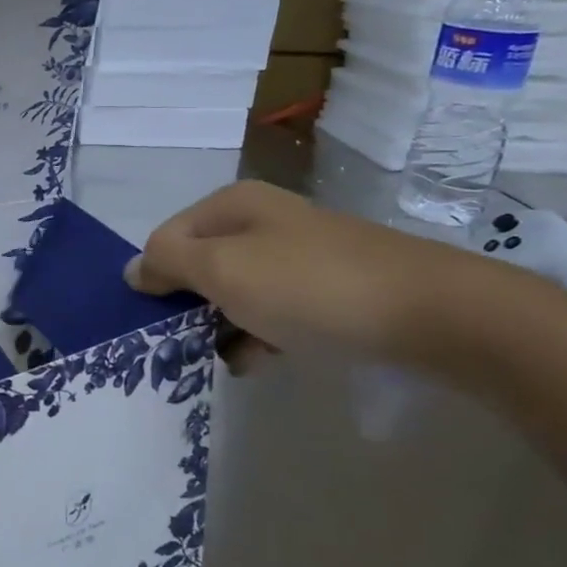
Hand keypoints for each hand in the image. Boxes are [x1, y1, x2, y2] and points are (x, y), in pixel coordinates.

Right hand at [124, 181, 489, 368]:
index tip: (159, 321)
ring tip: (228, 359)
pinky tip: (263, 360)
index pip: (167, 238)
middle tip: (188, 345)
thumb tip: (134, 269)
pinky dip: (261, 334)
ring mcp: (297, 254)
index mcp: (233, 205)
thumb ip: (169, 263)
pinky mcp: (327, 288)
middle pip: (201, 265)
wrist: (433, 314)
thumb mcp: (224, 270)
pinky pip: (273, 309)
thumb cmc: (310, 287)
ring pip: (236, 292)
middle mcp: (262, 221)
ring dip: (224, 326)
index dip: (157, 278)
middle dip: (190, 306)